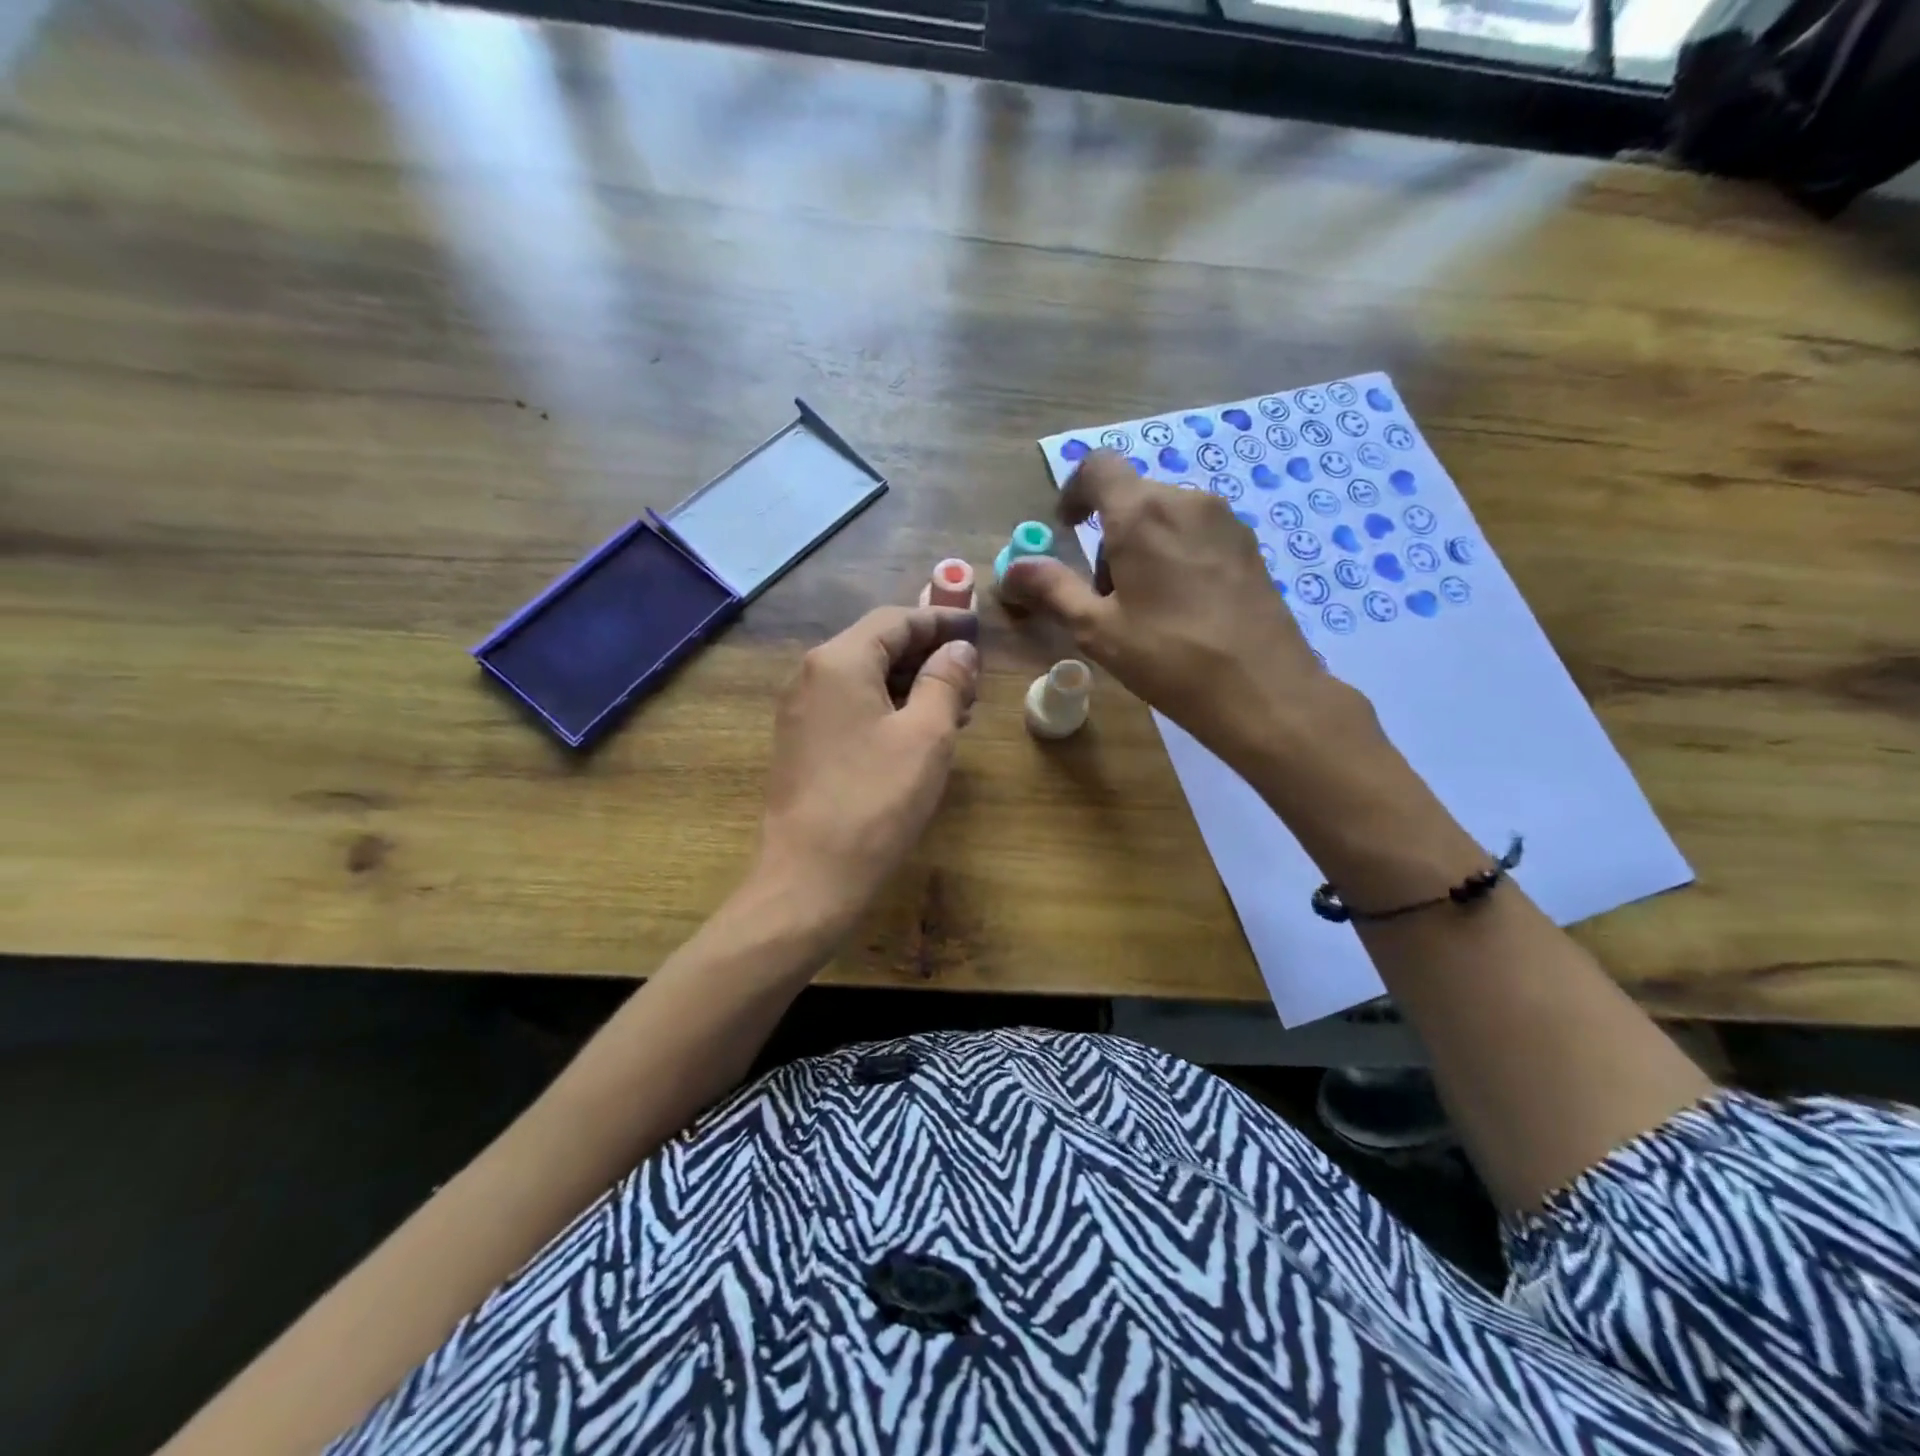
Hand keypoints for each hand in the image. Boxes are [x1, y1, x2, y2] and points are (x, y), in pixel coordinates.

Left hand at [754, 605, 979, 929]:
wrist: (810, 875)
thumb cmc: (875, 800)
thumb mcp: (926, 736)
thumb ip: (946, 681)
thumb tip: (959, 649)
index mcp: (839, 661)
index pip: (895, 620)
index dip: (940, 620)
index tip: (977, 629)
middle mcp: (812, 675)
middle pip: (877, 645)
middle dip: (928, 655)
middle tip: (973, 678)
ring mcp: (802, 710)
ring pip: (866, 678)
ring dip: (911, 684)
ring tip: (957, 708)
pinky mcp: (803, 742)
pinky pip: (852, 706)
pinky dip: (889, 707)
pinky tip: (919, 732)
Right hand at [1002, 450, 1371, 770]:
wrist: (1263, 690)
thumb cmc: (1169, 657)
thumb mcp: (1097, 629)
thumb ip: (1053, 589)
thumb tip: (1012, 569)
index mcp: (1142, 513)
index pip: (1098, 467)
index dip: (1073, 491)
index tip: (1066, 529)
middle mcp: (1187, 500)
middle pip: (1132, 497)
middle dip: (1107, 536)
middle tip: (1104, 595)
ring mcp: (1225, 521)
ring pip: (1166, 516)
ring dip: (1142, 546)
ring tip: (1144, 607)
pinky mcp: (1249, 546)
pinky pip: (1197, 533)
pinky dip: (1175, 554)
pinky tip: (1182, 608)